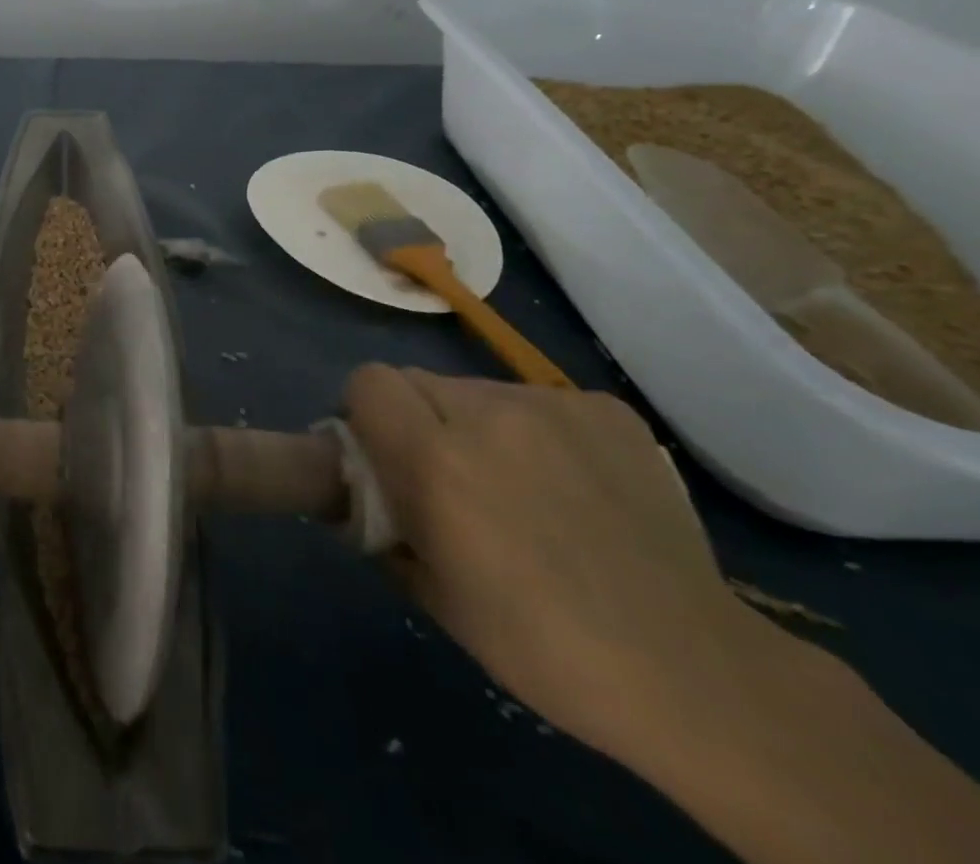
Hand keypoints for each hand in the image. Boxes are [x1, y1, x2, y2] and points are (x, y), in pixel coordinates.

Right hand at [343, 364, 762, 764]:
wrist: (690, 671)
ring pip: (479, 390)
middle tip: (450, 478)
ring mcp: (552, 405)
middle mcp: (486, 412)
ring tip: (520, 488)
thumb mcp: (428, 590)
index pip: (368, 382)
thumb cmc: (537, 643)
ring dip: (477, 426)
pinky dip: (537, 432)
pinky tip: (572, 486)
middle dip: (419, 420)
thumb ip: (380, 519)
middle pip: (419, 381)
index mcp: (434, 458)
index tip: (384, 455)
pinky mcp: (605, 409)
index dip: (367, 413)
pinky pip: (539, 401)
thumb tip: (362, 486)